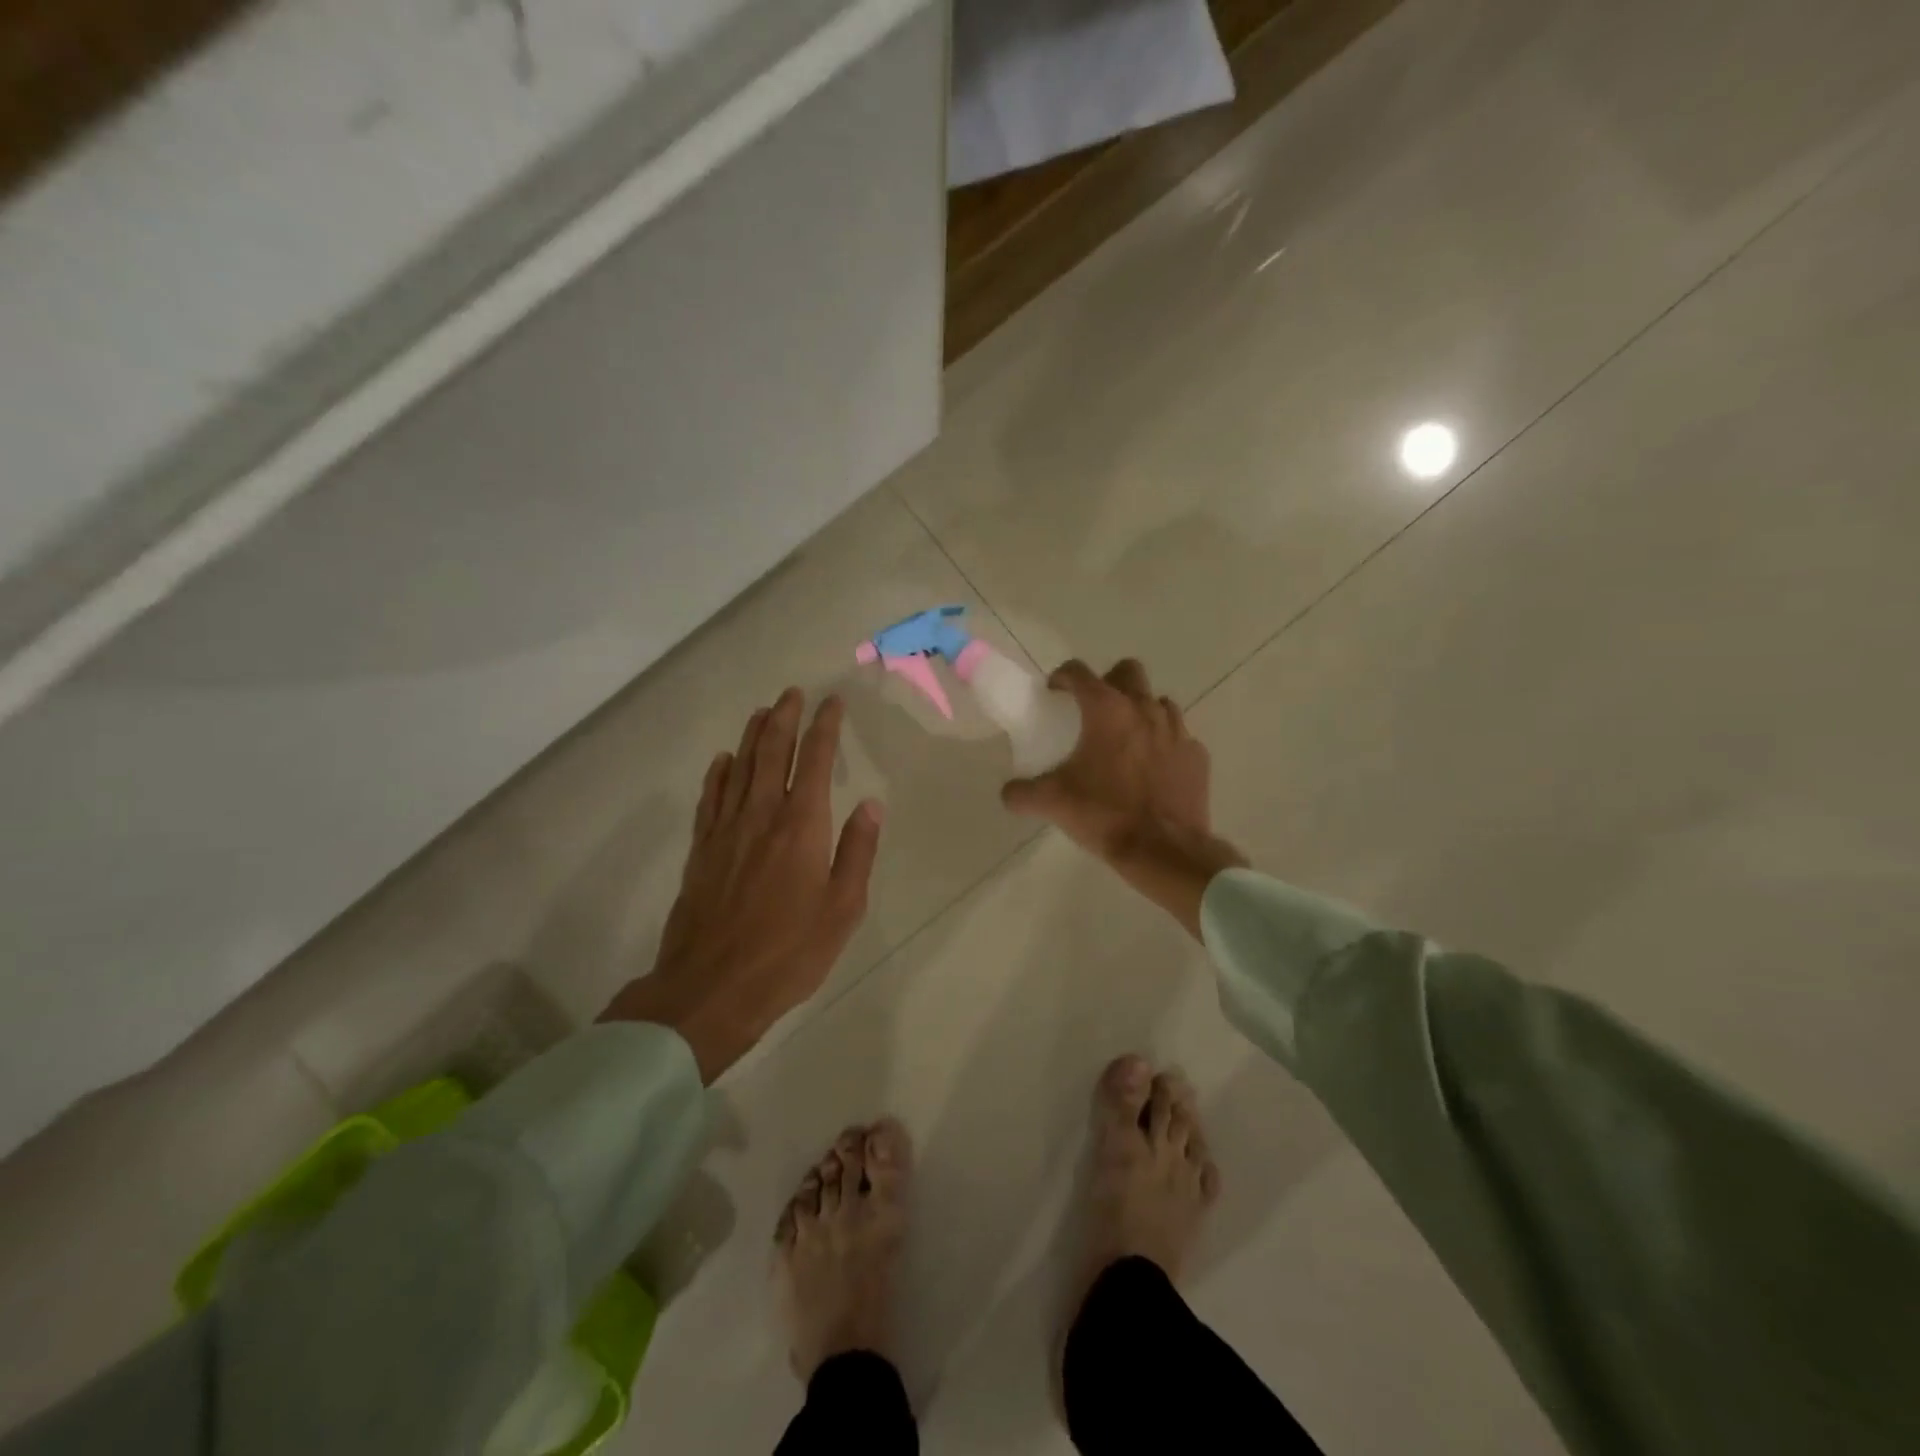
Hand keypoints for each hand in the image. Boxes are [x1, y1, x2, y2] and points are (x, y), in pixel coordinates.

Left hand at [599, 689, 882, 1080]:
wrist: (711, 988)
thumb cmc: (788, 953)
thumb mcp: (842, 909)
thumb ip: (857, 852)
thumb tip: (871, 806)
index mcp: (801, 827)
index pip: (815, 761)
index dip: (824, 728)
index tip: (832, 703)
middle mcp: (761, 816)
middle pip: (771, 753)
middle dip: (784, 718)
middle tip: (792, 693)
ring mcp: (726, 831)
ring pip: (739, 768)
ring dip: (752, 736)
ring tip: (762, 712)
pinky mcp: (701, 851)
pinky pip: (710, 799)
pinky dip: (718, 774)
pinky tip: (723, 761)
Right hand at [1001, 659, 1243, 937]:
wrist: (1163, 849)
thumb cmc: (1104, 815)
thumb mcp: (1051, 803)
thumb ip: (1022, 792)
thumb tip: (1009, 793)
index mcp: (1107, 710)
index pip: (1079, 672)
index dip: (1062, 677)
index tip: (1054, 692)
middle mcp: (1144, 709)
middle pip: (1128, 672)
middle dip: (1109, 682)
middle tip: (1094, 710)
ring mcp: (1177, 730)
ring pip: (1158, 702)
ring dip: (1140, 711)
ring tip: (1125, 740)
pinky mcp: (1197, 756)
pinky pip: (1179, 737)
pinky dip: (1163, 744)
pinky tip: (1152, 769)